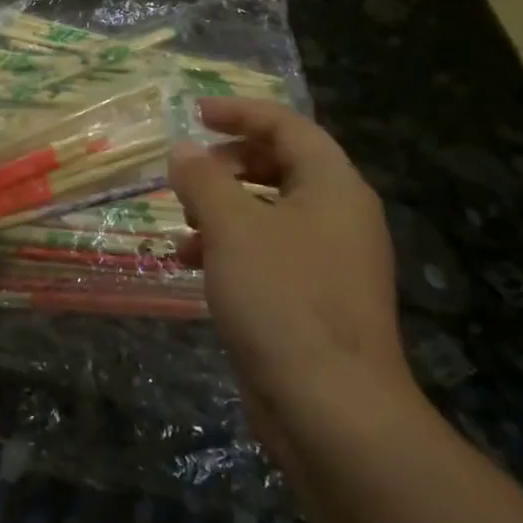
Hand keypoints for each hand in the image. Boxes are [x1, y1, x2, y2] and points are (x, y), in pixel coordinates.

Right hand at [168, 98, 417, 428]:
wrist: (333, 410)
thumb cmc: (283, 299)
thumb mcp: (232, 227)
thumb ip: (203, 179)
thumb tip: (183, 149)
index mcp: (333, 186)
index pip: (288, 126)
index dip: (240, 112)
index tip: (195, 113)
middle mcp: (340, 215)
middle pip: (281, 166)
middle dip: (228, 164)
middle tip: (188, 173)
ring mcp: (331, 260)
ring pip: (271, 211)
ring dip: (223, 208)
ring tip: (182, 222)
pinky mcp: (315, 299)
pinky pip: (270, 252)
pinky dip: (231, 247)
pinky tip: (192, 263)